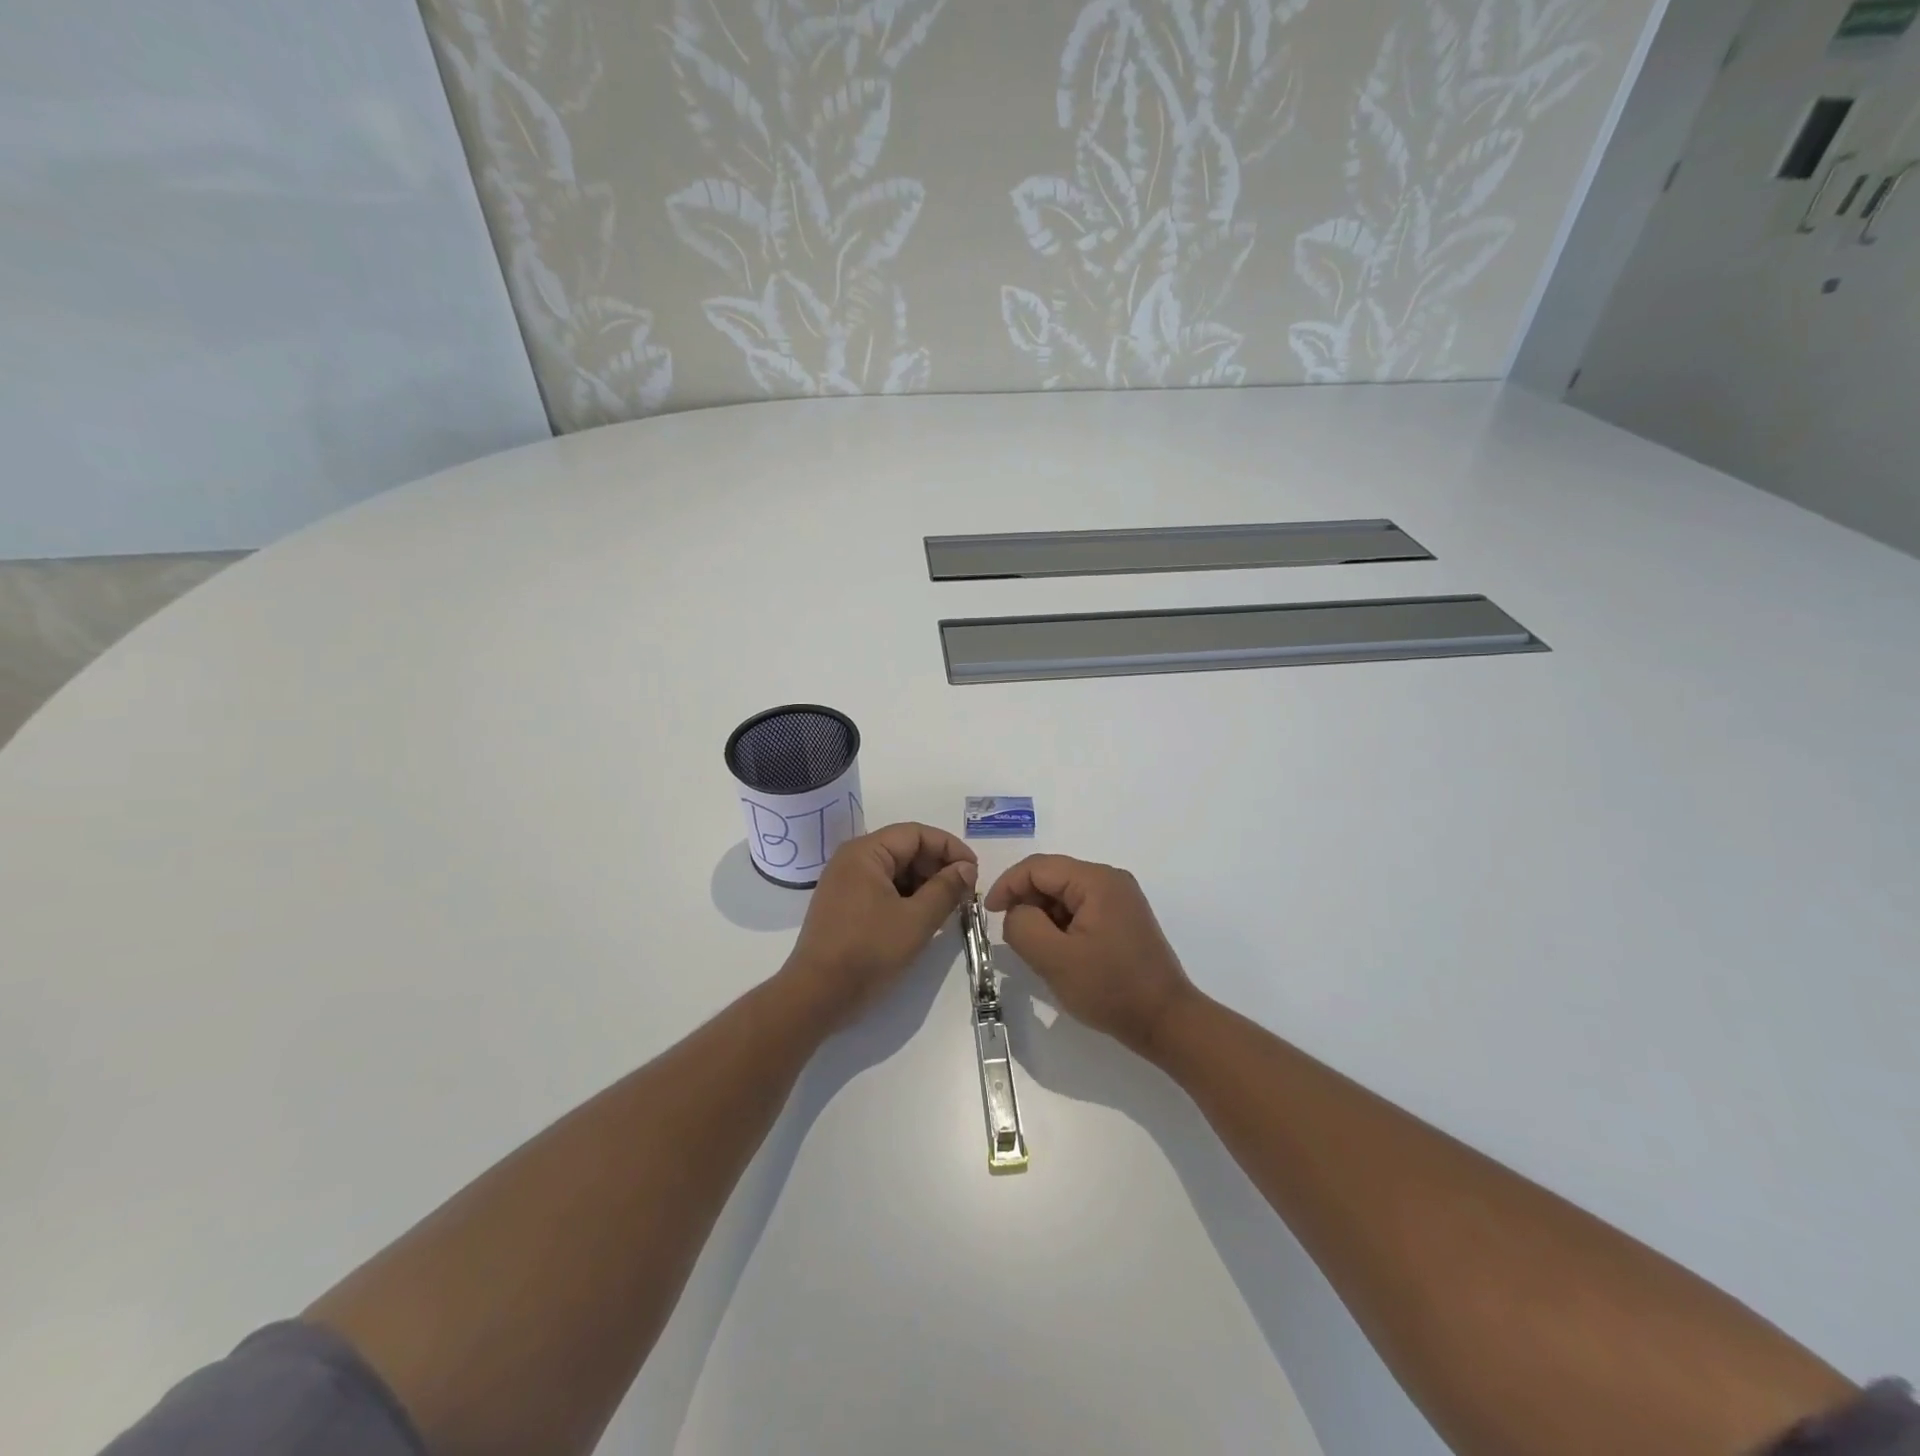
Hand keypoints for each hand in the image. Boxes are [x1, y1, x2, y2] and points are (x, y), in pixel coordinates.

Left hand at [785, 822, 977, 1026]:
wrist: (817, 996)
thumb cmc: (868, 951)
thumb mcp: (916, 920)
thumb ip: (946, 889)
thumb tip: (967, 868)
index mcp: (865, 853)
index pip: (916, 834)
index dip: (949, 848)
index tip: (974, 871)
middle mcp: (852, 860)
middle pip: (905, 849)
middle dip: (938, 867)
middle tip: (965, 892)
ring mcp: (845, 883)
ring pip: (895, 871)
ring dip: (924, 884)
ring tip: (948, 907)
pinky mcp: (844, 905)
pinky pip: (882, 889)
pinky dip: (906, 897)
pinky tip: (924, 917)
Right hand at [985, 855, 1198, 1056]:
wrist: (1166, 1022)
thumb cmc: (1110, 989)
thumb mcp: (1055, 959)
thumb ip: (1023, 926)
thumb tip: (1016, 912)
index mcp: (1097, 880)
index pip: (1038, 867)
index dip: (1008, 885)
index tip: (989, 914)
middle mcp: (1110, 880)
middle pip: (1052, 877)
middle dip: (1027, 903)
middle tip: (1015, 939)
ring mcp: (1120, 899)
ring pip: (1064, 895)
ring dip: (1044, 917)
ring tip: (1040, 952)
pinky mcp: (1123, 919)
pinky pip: (1080, 910)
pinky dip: (1061, 926)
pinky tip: (1061, 955)